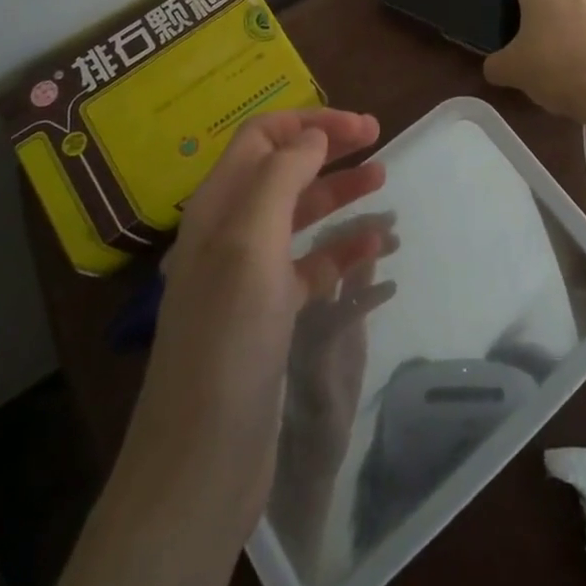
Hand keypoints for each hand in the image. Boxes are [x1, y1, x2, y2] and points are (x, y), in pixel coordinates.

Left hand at [101, 108, 386, 557]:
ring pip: (301, 215)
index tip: (363, 128)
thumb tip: (312, 136)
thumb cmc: (227, 339)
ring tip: (384, 186)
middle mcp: (230, 231)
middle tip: (381, 142)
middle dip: (330, 150)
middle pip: (284, 170)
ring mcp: (249, 275)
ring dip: (341, 196)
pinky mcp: (269, 315)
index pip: (263, 137)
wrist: (200, 462)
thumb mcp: (250, 243)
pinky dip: (342, 250)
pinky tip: (375, 251)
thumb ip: (281, 177)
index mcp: (218, 205)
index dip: (311, 123)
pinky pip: (312, 265)